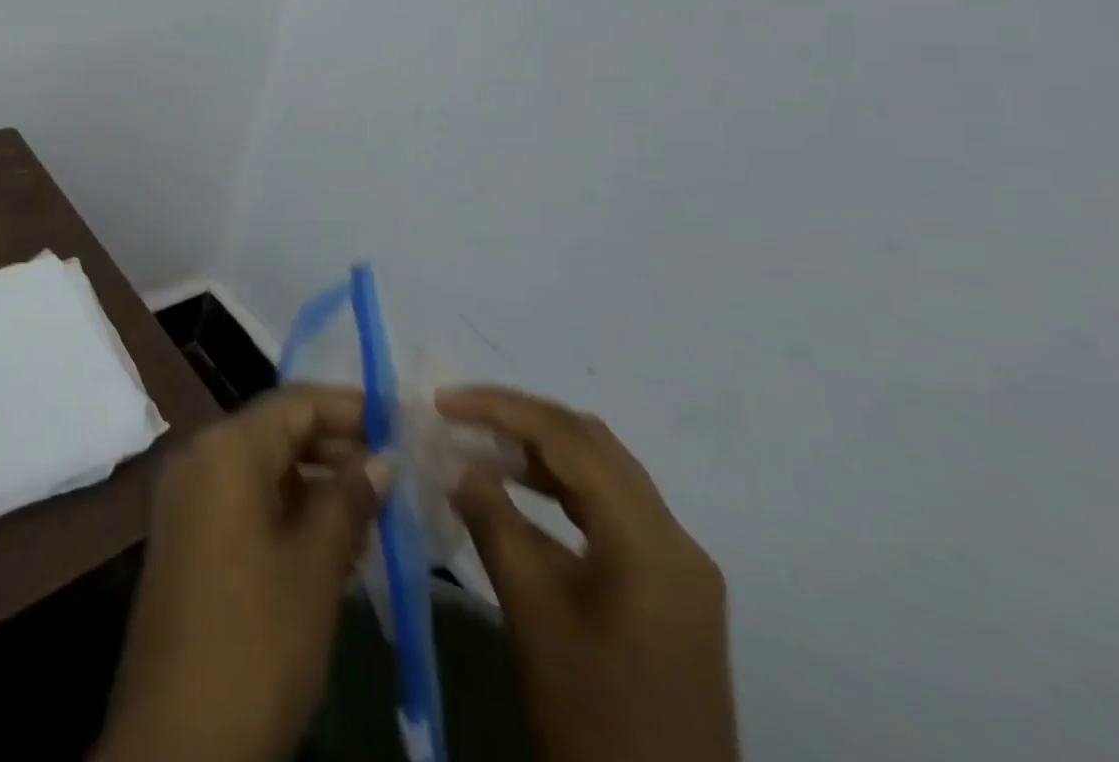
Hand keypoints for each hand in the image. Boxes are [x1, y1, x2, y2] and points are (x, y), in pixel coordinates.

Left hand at [95, 389, 389, 761]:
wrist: (176, 744)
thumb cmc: (256, 642)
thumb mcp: (315, 567)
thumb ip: (349, 500)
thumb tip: (382, 459)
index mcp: (225, 448)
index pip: (296, 402)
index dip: (350, 407)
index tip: (400, 421)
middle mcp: (199, 457)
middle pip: (276, 430)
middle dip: (336, 445)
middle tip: (394, 469)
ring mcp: (187, 497)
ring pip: (262, 467)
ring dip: (315, 480)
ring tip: (373, 509)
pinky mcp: (186, 536)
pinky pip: (243, 499)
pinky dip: (286, 507)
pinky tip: (331, 540)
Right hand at [438, 387, 738, 761]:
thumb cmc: (595, 717)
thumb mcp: (533, 615)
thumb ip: (494, 525)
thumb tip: (461, 466)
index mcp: (649, 540)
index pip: (568, 438)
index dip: (500, 408)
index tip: (442, 402)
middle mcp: (673, 538)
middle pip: (591, 444)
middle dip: (521, 418)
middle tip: (459, 415)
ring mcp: (676, 566)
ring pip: (602, 473)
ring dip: (539, 450)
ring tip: (479, 445)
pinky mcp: (667, 590)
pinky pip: (608, 511)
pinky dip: (558, 489)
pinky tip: (516, 494)